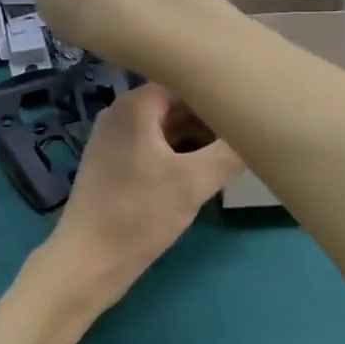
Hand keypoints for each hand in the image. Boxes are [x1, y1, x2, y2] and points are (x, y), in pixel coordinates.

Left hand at [40, 82, 242, 313]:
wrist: (87, 261)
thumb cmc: (139, 214)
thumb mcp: (193, 183)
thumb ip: (229, 153)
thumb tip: (257, 132)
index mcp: (135, 105)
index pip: (186, 82)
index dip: (216, 96)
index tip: (245, 111)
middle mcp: (120, 112)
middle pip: (175, 104)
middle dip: (209, 120)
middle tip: (242, 138)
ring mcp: (113, 138)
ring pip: (165, 128)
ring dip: (195, 140)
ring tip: (228, 157)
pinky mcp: (112, 164)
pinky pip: (152, 146)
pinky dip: (177, 155)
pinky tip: (200, 175)